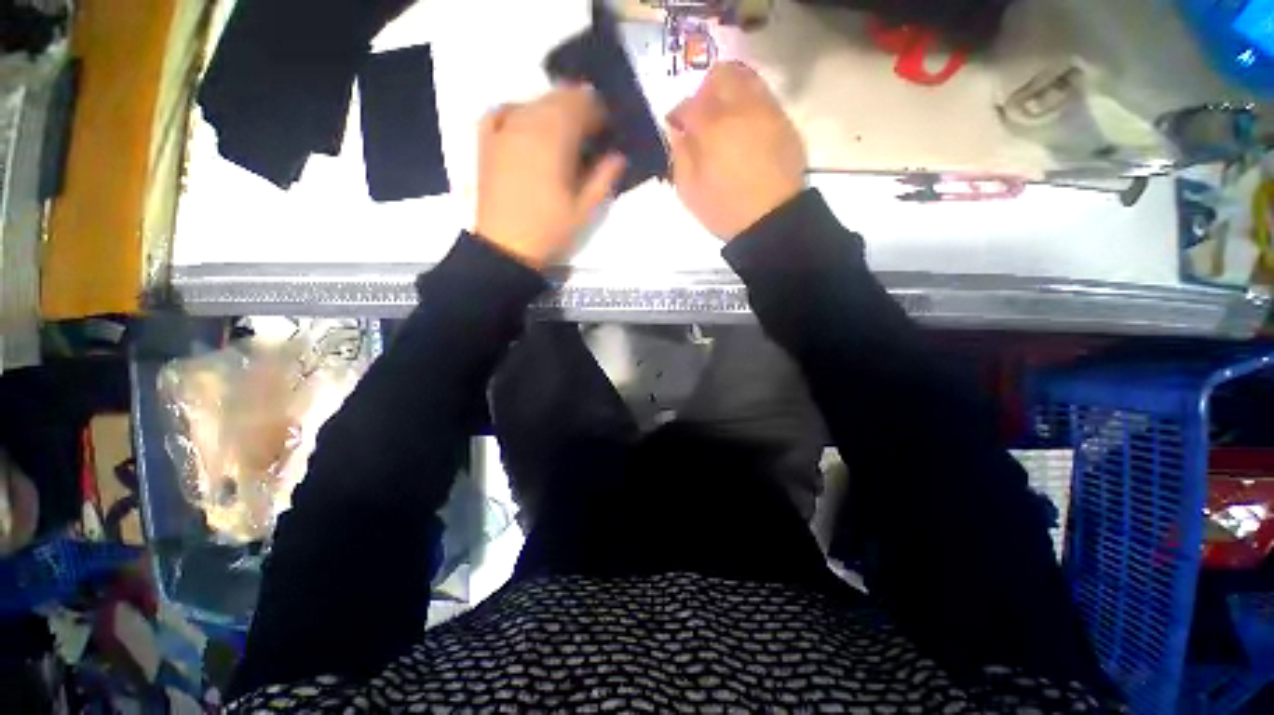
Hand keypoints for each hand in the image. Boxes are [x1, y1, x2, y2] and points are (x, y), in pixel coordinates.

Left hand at [474, 85, 626, 269]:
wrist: (506, 248)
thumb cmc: (550, 231)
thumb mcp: (584, 210)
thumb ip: (603, 179)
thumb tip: (618, 155)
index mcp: (555, 140)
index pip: (581, 104)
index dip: (598, 112)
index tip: (607, 130)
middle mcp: (528, 124)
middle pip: (556, 98)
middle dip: (577, 107)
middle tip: (588, 133)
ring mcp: (503, 130)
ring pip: (532, 102)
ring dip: (552, 109)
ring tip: (563, 134)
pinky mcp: (486, 142)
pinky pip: (501, 110)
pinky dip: (518, 110)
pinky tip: (526, 122)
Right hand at [667, 62, 805, 240]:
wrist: (771, 220)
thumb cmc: (725, 209)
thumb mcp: (689, 190)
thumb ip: (679, 155)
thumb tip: (677, 131)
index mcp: (712, 126)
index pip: (688, 103)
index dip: (678, 113)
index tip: (676, 127)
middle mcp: (741, 107)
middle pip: (722, 74)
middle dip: (706, 90)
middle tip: (702, 115)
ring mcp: (767, 111)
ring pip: (747, 79)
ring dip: (731, 92)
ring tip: (725, 121)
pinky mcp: (785, 123)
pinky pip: (765, 99)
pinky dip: (750, 105)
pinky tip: (746, 131)